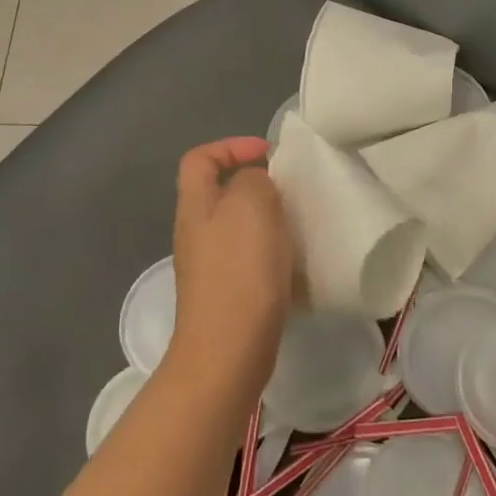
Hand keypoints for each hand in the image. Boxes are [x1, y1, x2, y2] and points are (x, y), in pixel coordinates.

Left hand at [169, 137, 294, 399]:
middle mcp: (196, 232)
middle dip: (258, 186)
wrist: (229, 350)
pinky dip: (274, 254)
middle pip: (222, 193)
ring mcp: (210, 267)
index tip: (268, 154)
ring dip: (270, 221)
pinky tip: (296, 263)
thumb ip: (253, 180)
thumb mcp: (250, 205)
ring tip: (300, 224)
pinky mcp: (228, 294)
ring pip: (240, 227)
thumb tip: (255, 183)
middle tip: (292, 191)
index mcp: (196, 205)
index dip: (231, 146)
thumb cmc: (239, 270)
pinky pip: (252, 259)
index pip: (200, 158)